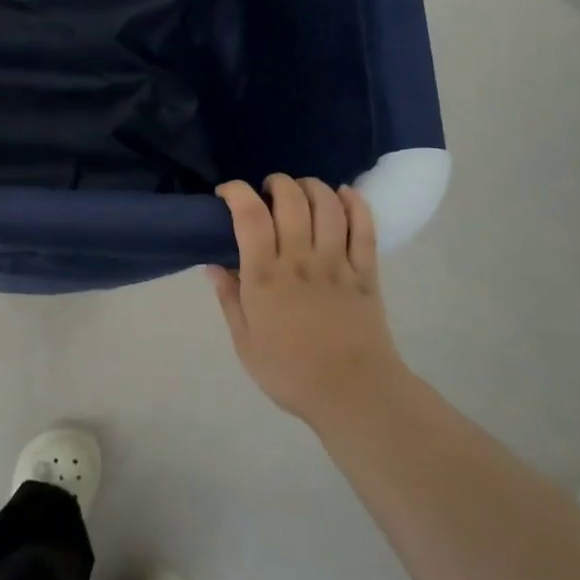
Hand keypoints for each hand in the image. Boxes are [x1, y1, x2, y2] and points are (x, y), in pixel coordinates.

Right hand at [209, 175, 406, 430]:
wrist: (354, 395)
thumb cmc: (290, 372)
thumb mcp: (245, 342)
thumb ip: (229, 298)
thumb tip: (213, 264)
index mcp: (265, 277)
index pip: (250, 216)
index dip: (237, 192)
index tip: (227, 193)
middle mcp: (300, 260)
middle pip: (291, 200)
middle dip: (276, 183)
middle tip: (267, 193)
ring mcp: (337, 263)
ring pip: (327, 205)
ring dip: (311, 187)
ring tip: (300, 192)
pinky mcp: (367, 272)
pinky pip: (364, 227)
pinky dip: (355, 203)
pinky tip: (343, 194)